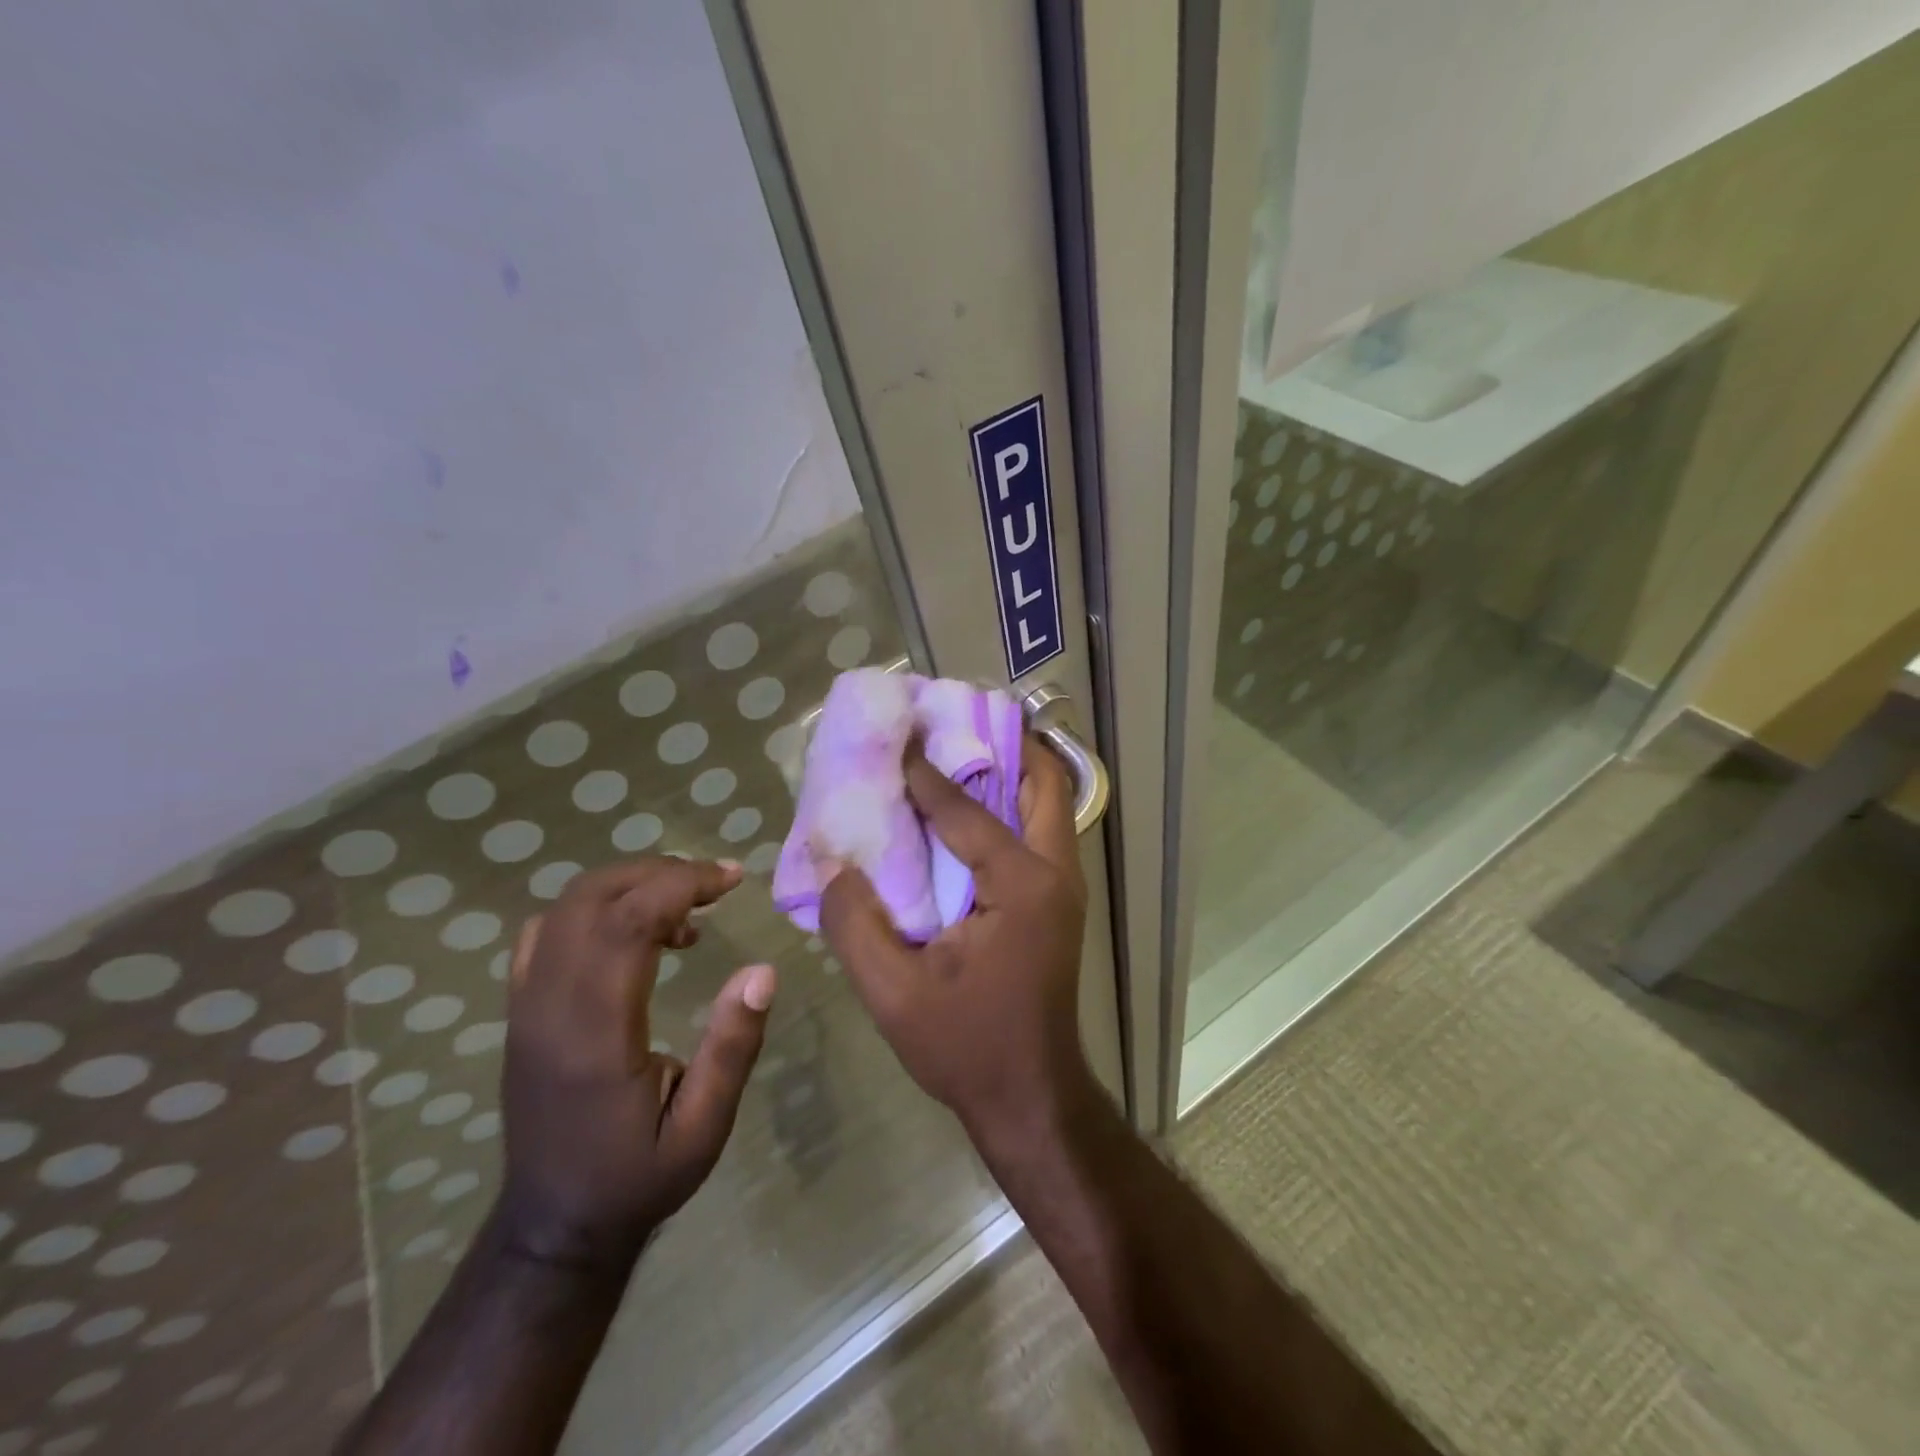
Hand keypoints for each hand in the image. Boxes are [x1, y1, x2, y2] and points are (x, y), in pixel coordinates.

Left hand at [497, 858, 775, 1268]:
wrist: (554, 1226)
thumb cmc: (637, 1177)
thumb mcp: (703, 1127)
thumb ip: (732, 1047)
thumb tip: (763, 970)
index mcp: (595, 1033)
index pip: (627, 922)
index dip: (682, 884)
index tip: (732, 879)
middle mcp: (550, 1008)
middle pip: (592, 899)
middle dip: (658, 873)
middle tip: (713, 885)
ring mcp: (526, 1007)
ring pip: (566, 908)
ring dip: (629, 886)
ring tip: (683, 909)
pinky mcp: (521, 1011)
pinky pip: (548, 932)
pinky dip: (596, 908)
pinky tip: (634, 931)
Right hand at [820, 736, 1093, 1148]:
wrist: (1031, 1098)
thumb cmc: (967, 1046)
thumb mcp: (894, 994)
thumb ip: (854, 925)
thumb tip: (831, 865)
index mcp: (1021, 885)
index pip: (966, 809)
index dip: (925, 771)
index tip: (896, 734)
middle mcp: (1054, 872)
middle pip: (1043, 782)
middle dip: (1004, 743)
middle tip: (952, 723)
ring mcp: (1064, 886)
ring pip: (1048, 804)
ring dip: (1011, 771)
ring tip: (959, 752)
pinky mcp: (1057, 901)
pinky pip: (1038, 832)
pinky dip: (1010, 807)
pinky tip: (965, 812)